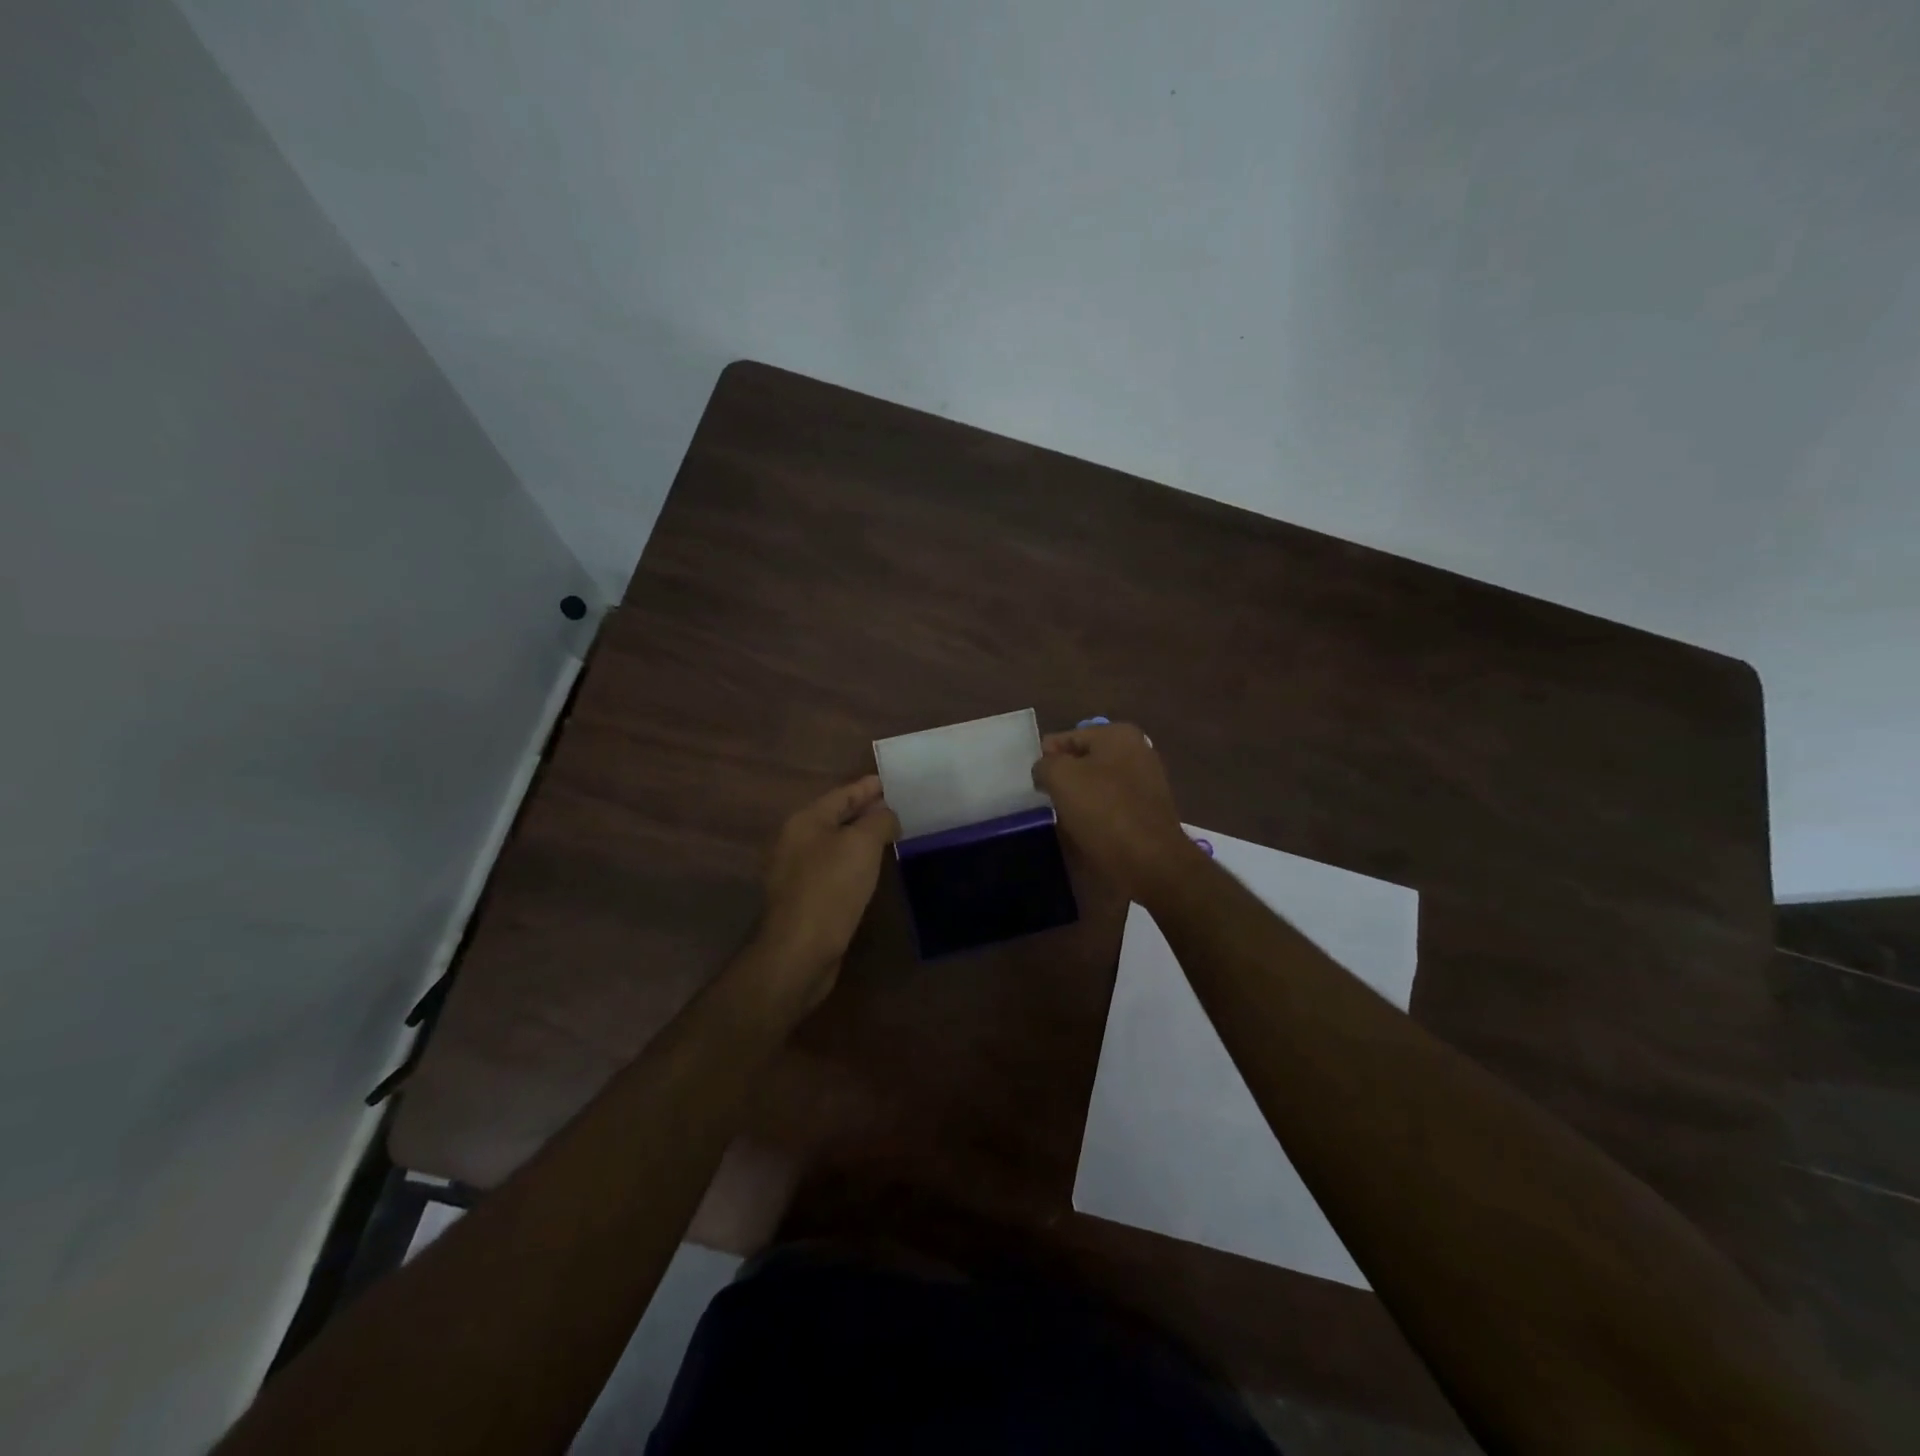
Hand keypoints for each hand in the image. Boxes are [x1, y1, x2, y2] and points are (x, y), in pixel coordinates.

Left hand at [752, 775, 898, 1009]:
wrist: (799, 951)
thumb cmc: (831, 888)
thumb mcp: (862, 844)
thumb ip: (878, 821)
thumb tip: (887, 814)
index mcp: (805, 821)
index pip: (842, 793)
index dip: (868, 787)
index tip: (892, 782)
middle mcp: (795, 842)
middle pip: (836, 818)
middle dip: (865, 811)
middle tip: (898, 807)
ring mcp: (796, 872)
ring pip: (835, 845)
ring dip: (860, 839)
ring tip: (890, 836)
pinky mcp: (804, 899)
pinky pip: (834, 870)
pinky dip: (854, 864)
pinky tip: (871, 871)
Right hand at [1032, 723, 1198, 901]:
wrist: (1151, 862)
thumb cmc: (1104, 812)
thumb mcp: (1061, 778)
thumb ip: (1045, 764)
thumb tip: (1045, 770)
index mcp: (1118, 734)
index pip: (1065, 739)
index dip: (1044, 760)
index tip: (1033, 785)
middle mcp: (1137, 751)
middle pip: (1082, 762)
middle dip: (1063, 780)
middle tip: (1045, 802)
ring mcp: (1146, 782)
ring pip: (1096, 786)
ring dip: (1078, 801)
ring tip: (1063, 821)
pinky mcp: (1148, 811)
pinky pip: (1111, 807)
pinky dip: (1097, 817)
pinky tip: (1085, 833)